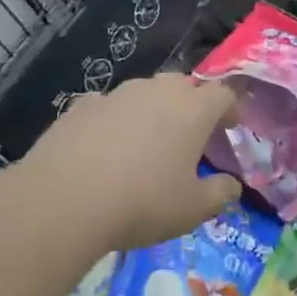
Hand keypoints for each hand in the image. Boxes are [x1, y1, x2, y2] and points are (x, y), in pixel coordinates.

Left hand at [14, 73, 241, 252]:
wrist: (64, 200)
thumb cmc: (143, 202)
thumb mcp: (193, 209)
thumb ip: (220, 194)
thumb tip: (232, 185)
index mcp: (193, 109)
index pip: (223, 94)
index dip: (231, 109)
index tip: (231, 127)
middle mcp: (156, 91)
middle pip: (183, 86)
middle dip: (191, 106)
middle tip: (191, 136)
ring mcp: (116, 95)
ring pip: (144, 93)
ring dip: (152, 111)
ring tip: (147, 142)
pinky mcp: (80, 107)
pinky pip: (108, 107)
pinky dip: (114, 121)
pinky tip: (106, 147)